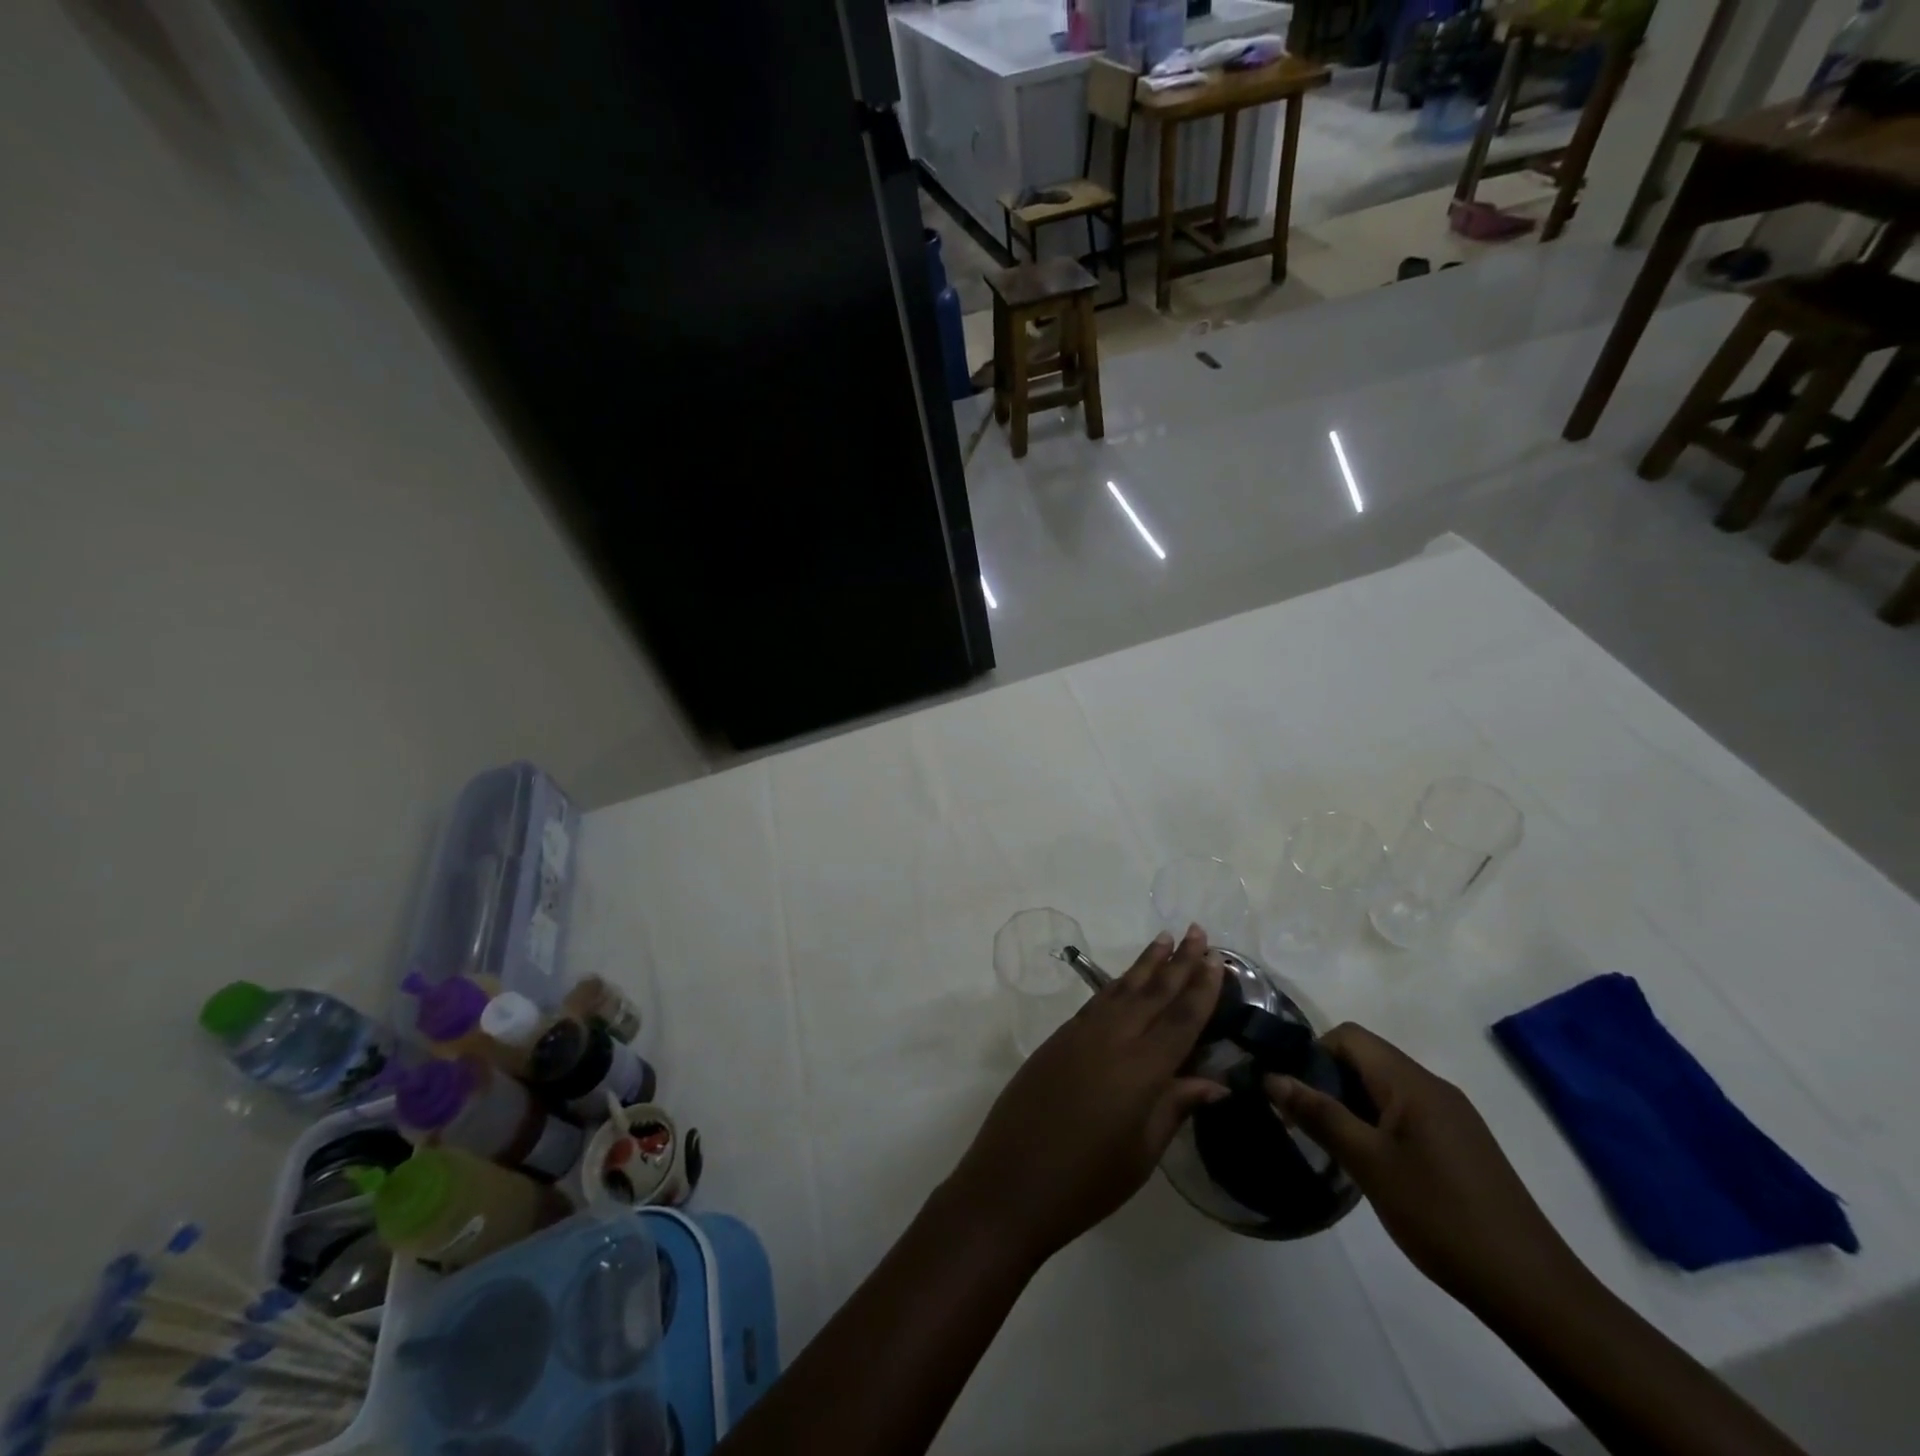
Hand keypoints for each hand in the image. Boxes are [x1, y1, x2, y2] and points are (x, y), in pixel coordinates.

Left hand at [944, 927, 1227, 1266]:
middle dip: (1179, 961)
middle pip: (1153, 992)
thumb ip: (1175, 1107)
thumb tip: (1213, 1082)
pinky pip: (1097, 1001)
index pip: (1181, 1019)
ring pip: (1122, 988)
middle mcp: (1112, 1039)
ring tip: (1165, 939)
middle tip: (1197, 930)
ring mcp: (1080, 1034)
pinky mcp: (1058, 1038)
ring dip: (1146, 963)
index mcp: (1141, 1069)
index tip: (1219, 958)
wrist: (1011, 1182)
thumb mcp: (1142, 1153)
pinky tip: (1126, 980)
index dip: (1202, 988)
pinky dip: (1117, 984)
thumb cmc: (1086, 1181)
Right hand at [1267, 1024, 1583, 1319]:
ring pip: (1385, 1088)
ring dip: (1352, 1105)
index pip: (1349, 1036)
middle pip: (1367, 1059)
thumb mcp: (1368, 1164)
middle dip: (1329, 1081)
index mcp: (1412, 1083)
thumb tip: (1272, 1077)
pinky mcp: (1462, 1145)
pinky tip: (1373, 1166)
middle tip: (1305, 1123)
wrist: (1533, 1290)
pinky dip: (1379, 1125)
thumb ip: (1319, 1114)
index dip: (1314, 1053)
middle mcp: (1434, 1088)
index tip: (1295, 1093)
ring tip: (1333, 1146)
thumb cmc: (1441, 1216)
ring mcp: (1453, 1117)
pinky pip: (1407, 1114)